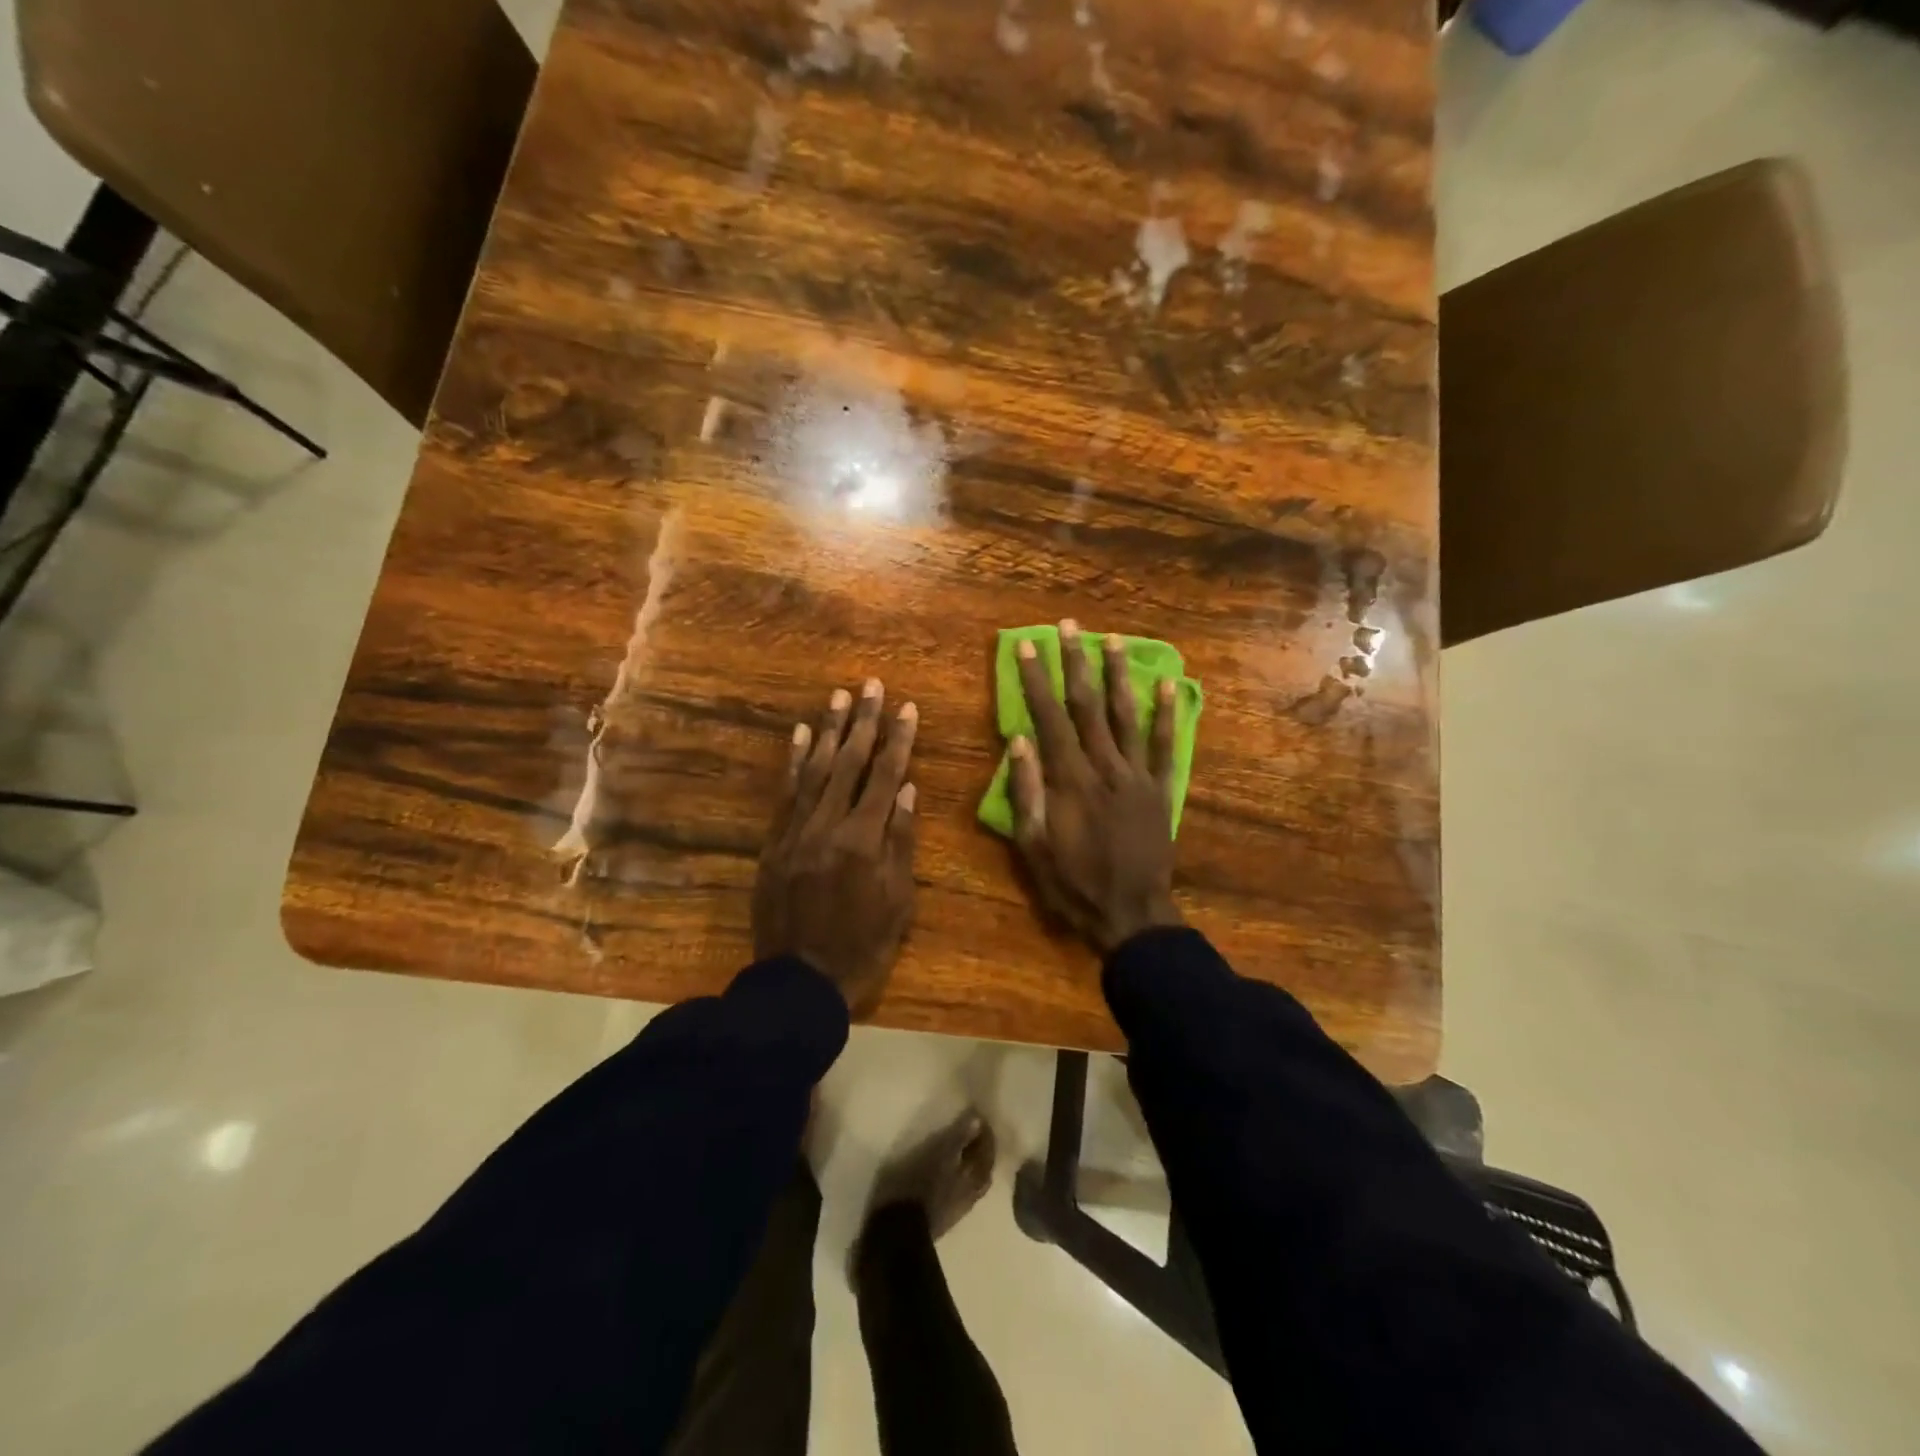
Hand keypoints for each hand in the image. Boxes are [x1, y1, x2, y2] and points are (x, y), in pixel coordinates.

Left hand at [754, 679, 917, 1014]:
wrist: (800, 981)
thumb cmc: (863, 945)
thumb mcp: (899, 900)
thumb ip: (902, 841)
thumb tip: (909, 790)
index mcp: (864, 840)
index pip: (886, 776)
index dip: (899, 740)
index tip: (907, 708)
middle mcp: (828, 825)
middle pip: (850, 763)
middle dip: (864, 722)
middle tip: (871, 686)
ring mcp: (796, 831)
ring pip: (815, 770)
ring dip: (829, 731)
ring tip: (839, 697)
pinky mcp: (774, 843)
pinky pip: (785, 794)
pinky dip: (795, 762)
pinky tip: (802, 735)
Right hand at [1007, 620, 1184, 952]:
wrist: (1131, 915)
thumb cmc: (1073, 885)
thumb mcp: (1033, 847)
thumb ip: (1026, 792)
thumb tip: (1019, 741)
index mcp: (1070, 781)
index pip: (1049, 719)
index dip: (1036, 681)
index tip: (1026, 648)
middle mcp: (1105, 767)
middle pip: (1087, 706)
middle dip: (1075, 663)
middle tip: (1068, 627)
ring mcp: (1138, 776)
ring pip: (1126, 716)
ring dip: (1118, 675)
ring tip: (1113, 640)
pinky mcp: (1161, 790)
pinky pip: (1165, 746)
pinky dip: (1167, 715)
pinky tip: (1168, 685)